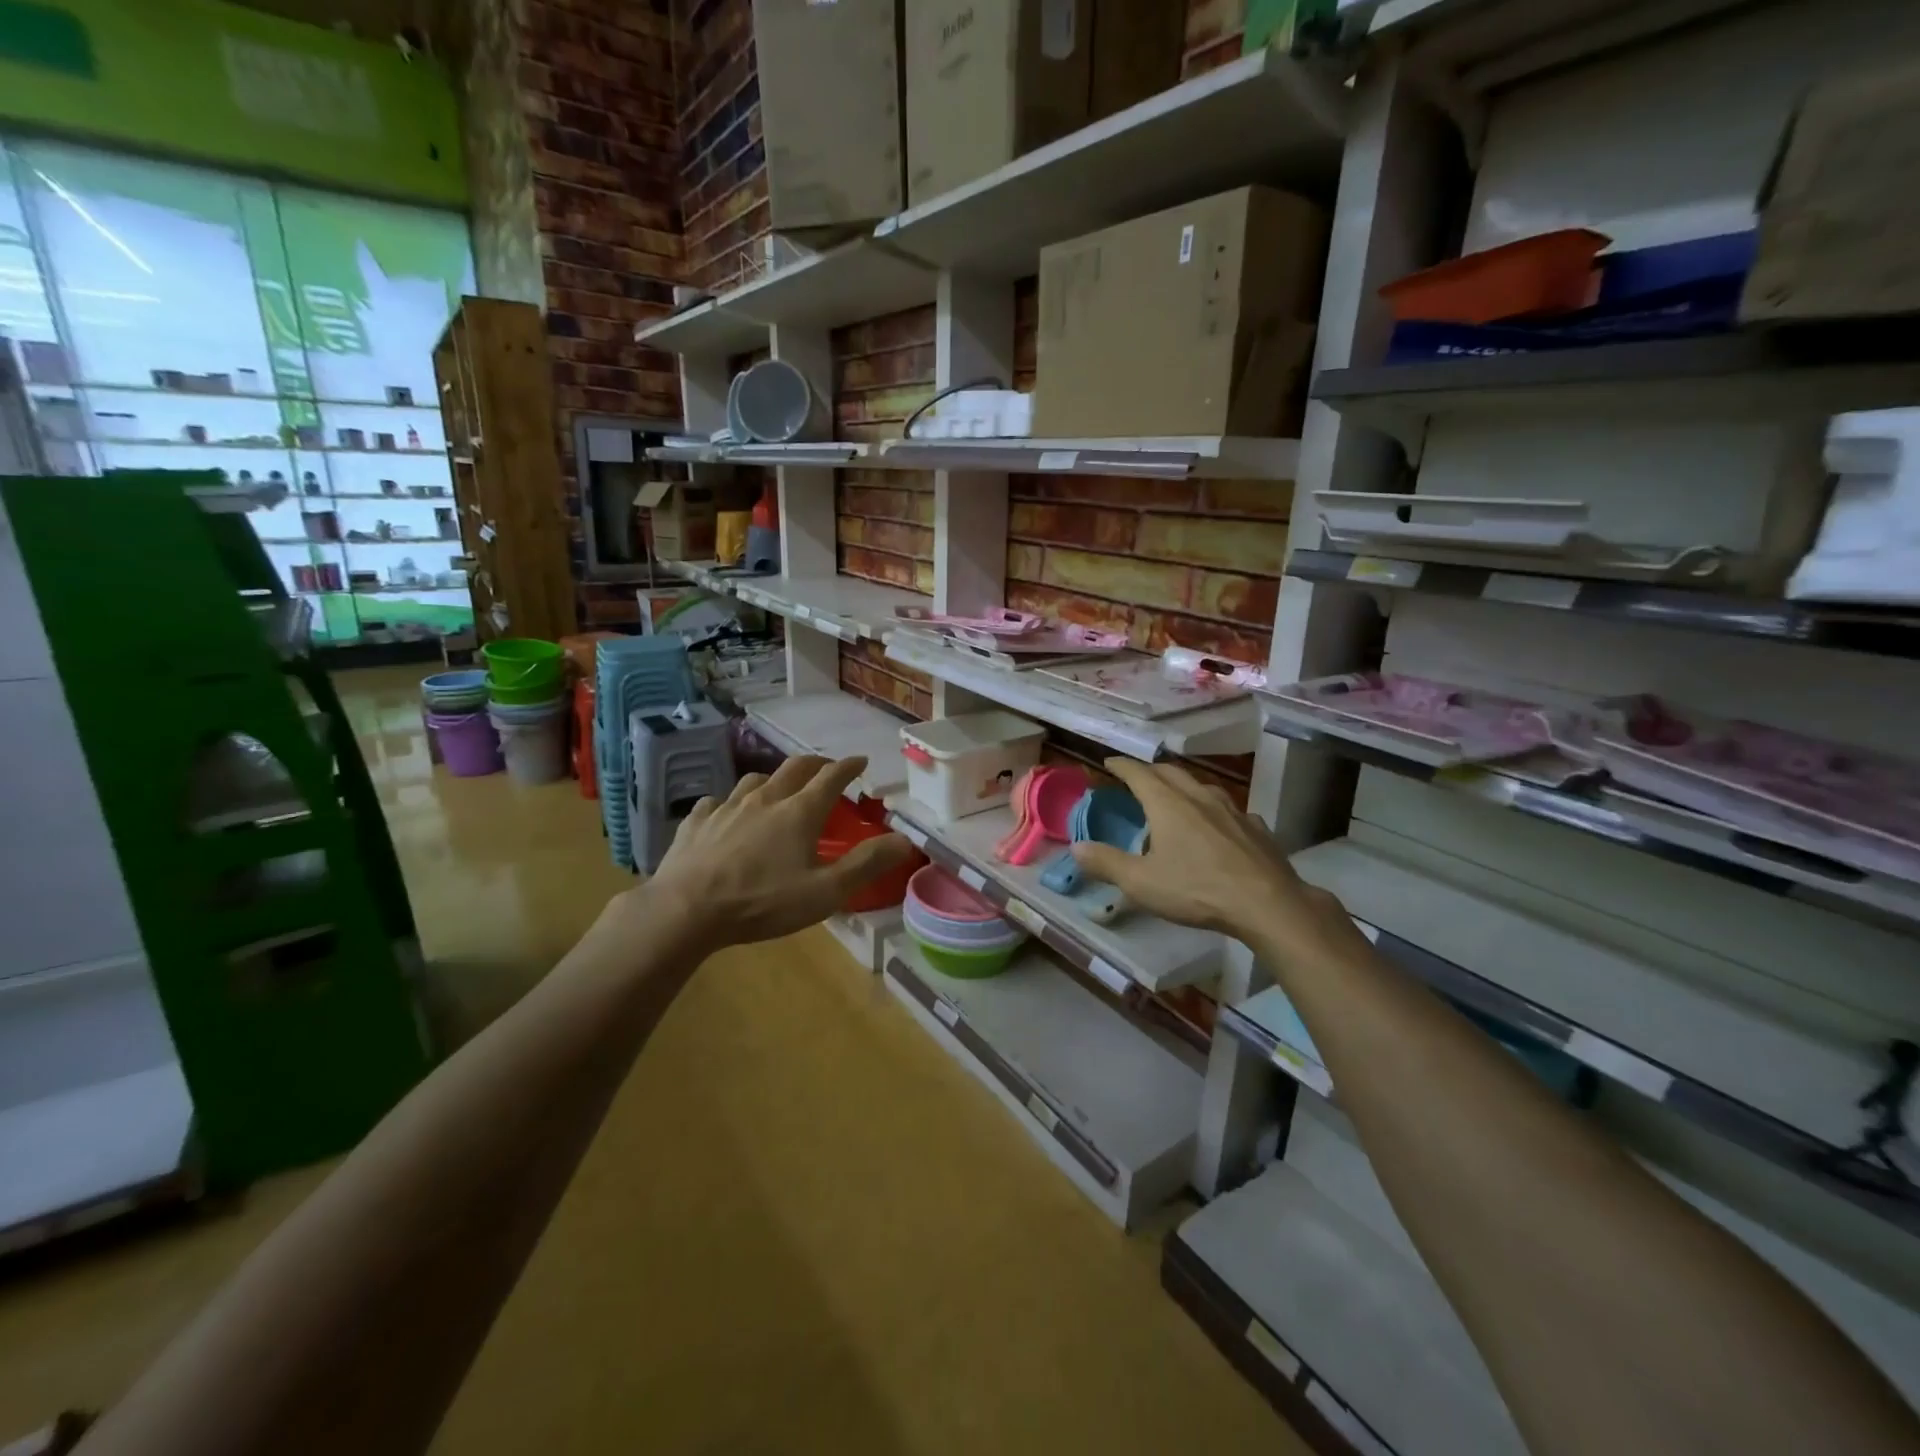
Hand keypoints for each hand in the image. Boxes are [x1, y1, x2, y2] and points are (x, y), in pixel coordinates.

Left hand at [638, 755, 916, 953]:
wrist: (686, 910)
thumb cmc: (763, 902)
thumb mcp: (825, 892)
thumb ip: (866, 864)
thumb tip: (905, 840)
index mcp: (799, 812)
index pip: (831, 778)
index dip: (849, 766)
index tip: (861, 760)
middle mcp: (765, 799)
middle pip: (794, 768)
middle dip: (815, 764)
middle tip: (826, 768)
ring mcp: (726, 807)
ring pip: (754, 780)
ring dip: (773, 779)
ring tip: (778, 789)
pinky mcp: (697, 822)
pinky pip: (716, 802)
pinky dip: (728, 803)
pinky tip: (725, 813)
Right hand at [1069, 759, 1354, 956]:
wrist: (1268, 904)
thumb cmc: (1197, 890)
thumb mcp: (1140, 882)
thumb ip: (1106, 863)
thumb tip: (1076, 847)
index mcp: (1168, 804)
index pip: (1139, 773)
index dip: (1122, 766)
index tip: (1109, 761)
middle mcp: (1199, 798)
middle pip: (1171, 772)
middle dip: (1151, 771)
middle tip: (1138, 777)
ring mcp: (1233, 811)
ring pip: (1203, 787)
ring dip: (1184, 786)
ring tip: (1176, 797)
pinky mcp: (1257, 829)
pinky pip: (1230, 810)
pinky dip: (1215, 811)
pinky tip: (1219, 826)